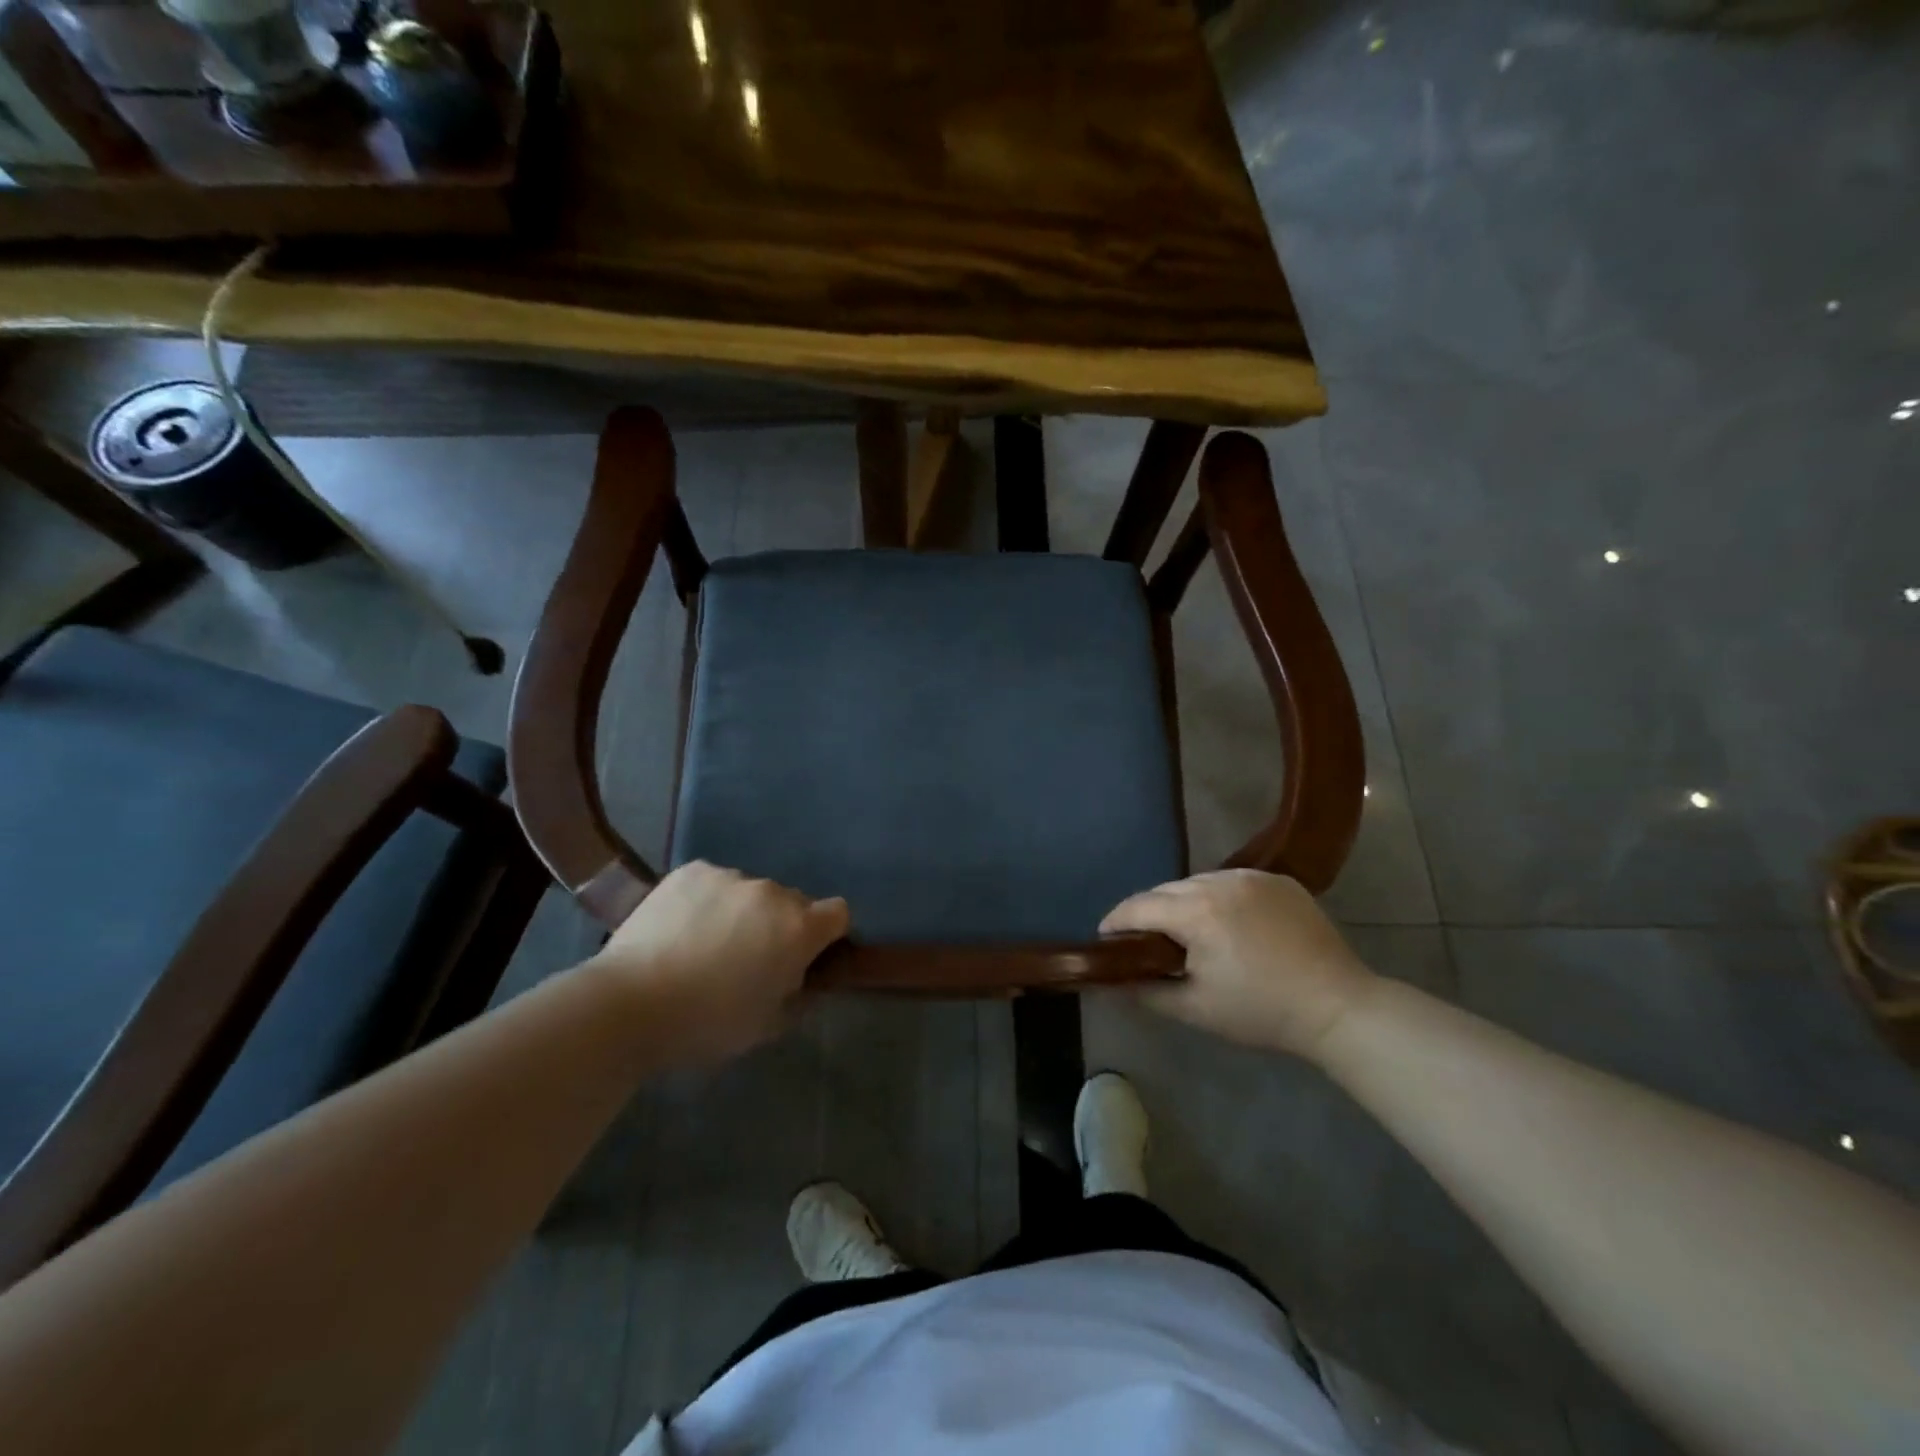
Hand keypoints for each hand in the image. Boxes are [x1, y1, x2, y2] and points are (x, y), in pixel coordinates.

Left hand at [587, 861, 848, 1063]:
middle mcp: (772, 893)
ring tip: (705, 944)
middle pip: (792, 902)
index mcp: (798, 929)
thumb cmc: (706, 1023)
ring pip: (750, 892)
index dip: (827, 934)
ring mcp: (730, 877)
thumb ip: (797, 994)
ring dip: (742, 912)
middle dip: (780, 925)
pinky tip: (680, 928)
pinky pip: (714, 883)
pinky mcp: (692, 871)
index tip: (806, 956)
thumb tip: (801, 976)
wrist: (629, 1004)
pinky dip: (707, 901)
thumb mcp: (766, 1025)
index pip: (838, 913)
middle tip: (748, 958)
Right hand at [1100, 869, 1375, 1060]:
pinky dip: (1219, 898)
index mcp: (1197, 910)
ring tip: (1188, 933)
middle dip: (1149, 913)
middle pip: (1166, 890)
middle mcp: (1220, 881)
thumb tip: (1112, 983)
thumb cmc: (1261, 1011)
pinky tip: (1228, 925)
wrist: (1339, 1007)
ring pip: (1198, 883)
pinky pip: (1232, 882)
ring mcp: (1253, 877)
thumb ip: (1146, 991)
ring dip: (1184, 903)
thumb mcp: (1196, 1009)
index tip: (1105, 939)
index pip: (1138, 906)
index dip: (1115, 922)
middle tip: (1146, 944)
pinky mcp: (1279, 880)